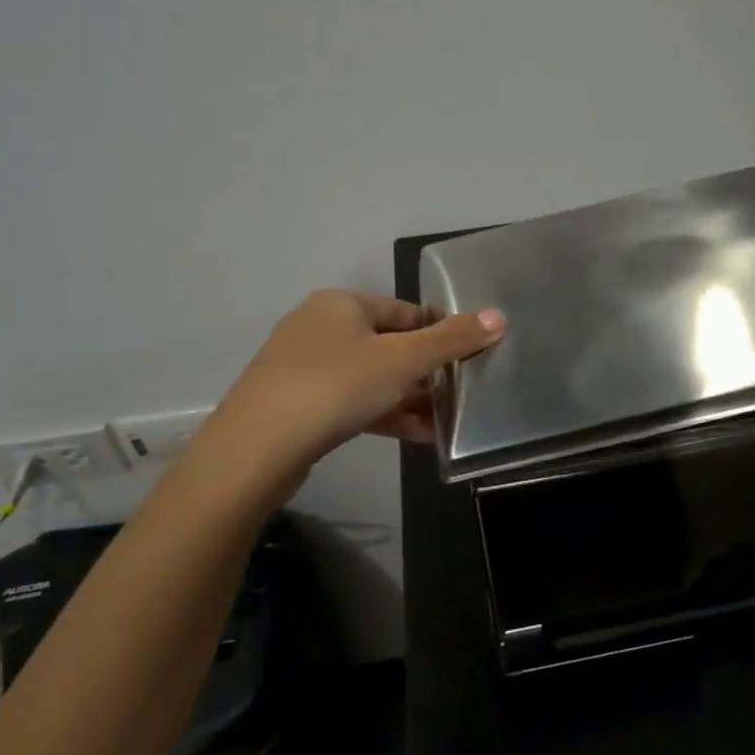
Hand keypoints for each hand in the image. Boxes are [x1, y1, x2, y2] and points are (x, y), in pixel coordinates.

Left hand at [216, 290, 505, 469]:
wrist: (255, 450)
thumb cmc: (335, 386)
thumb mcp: (402, 360)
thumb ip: (451, 340)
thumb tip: (498, 317)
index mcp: (341, 304)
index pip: (405, 311)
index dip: (441, 332)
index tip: (469, 359)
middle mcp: (319, 328)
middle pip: (389, 345)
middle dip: (426, 372)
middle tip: (461, 394)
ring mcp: (304, 368)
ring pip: (371, 378)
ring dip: (409, 398)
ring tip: (447, 422)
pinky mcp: (298, 406)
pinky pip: (353, 404)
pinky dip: (385, 415)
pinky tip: (418, 437)